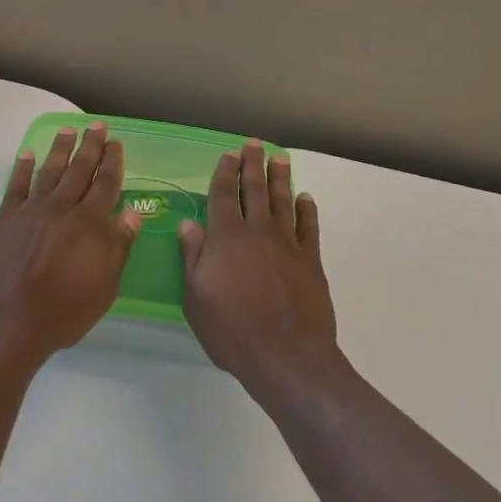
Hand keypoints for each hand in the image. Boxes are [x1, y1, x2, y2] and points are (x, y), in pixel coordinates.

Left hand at [0, 122, 141, 374]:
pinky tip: (27, 154)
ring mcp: (30, 211)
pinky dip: (22, 168)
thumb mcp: (104, 288)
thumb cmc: (63, 314)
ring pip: (49, 171)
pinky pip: (15, 185)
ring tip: (67, 130)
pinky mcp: (5, 219)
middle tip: (96, 125)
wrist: (7, 326)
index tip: (116, 143)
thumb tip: (132, 212)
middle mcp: (61, 209)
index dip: (112, 162)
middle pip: (79, 169)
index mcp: (89, 225)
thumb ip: (118, 247)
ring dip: (60, 149)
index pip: (105, 184)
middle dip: (90, 145)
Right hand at [179, 141, 343, 399]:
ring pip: (283, 201)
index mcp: (226, 237)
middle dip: (253, 164)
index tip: (229, 155)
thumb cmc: (232, 329)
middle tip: (255, 144)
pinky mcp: (310, 261)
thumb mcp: (196, 297)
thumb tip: (189, 224)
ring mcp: (287, 244)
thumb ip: (193, 256)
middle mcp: (257, 231)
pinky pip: (308, 227)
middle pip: (255, 189)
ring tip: (280, 158)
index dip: (225, 173)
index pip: (223, 195)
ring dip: (280, 178)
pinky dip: (306, 210)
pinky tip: (305, 198)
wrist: (287, 357)